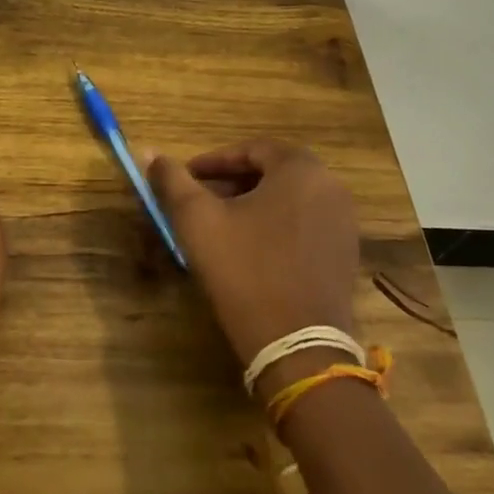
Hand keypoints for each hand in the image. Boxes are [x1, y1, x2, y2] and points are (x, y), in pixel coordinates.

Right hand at [147, 139, 360, 373]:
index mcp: (301, 169)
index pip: (251, 149)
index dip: (213, 161)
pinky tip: (250, 252)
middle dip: (232, 183)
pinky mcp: (345, 255)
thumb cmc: (245, 271)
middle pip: (273, 172)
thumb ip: (172, 181)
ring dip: (253, 205)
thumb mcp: (198, 220)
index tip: (185, 178)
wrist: (298, 344)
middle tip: (199, 201)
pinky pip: (305, 225)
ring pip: (289, 200)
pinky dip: (275, 227)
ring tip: (220, 227)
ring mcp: (344, 223)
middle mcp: (331, 187)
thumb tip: (149, 152)